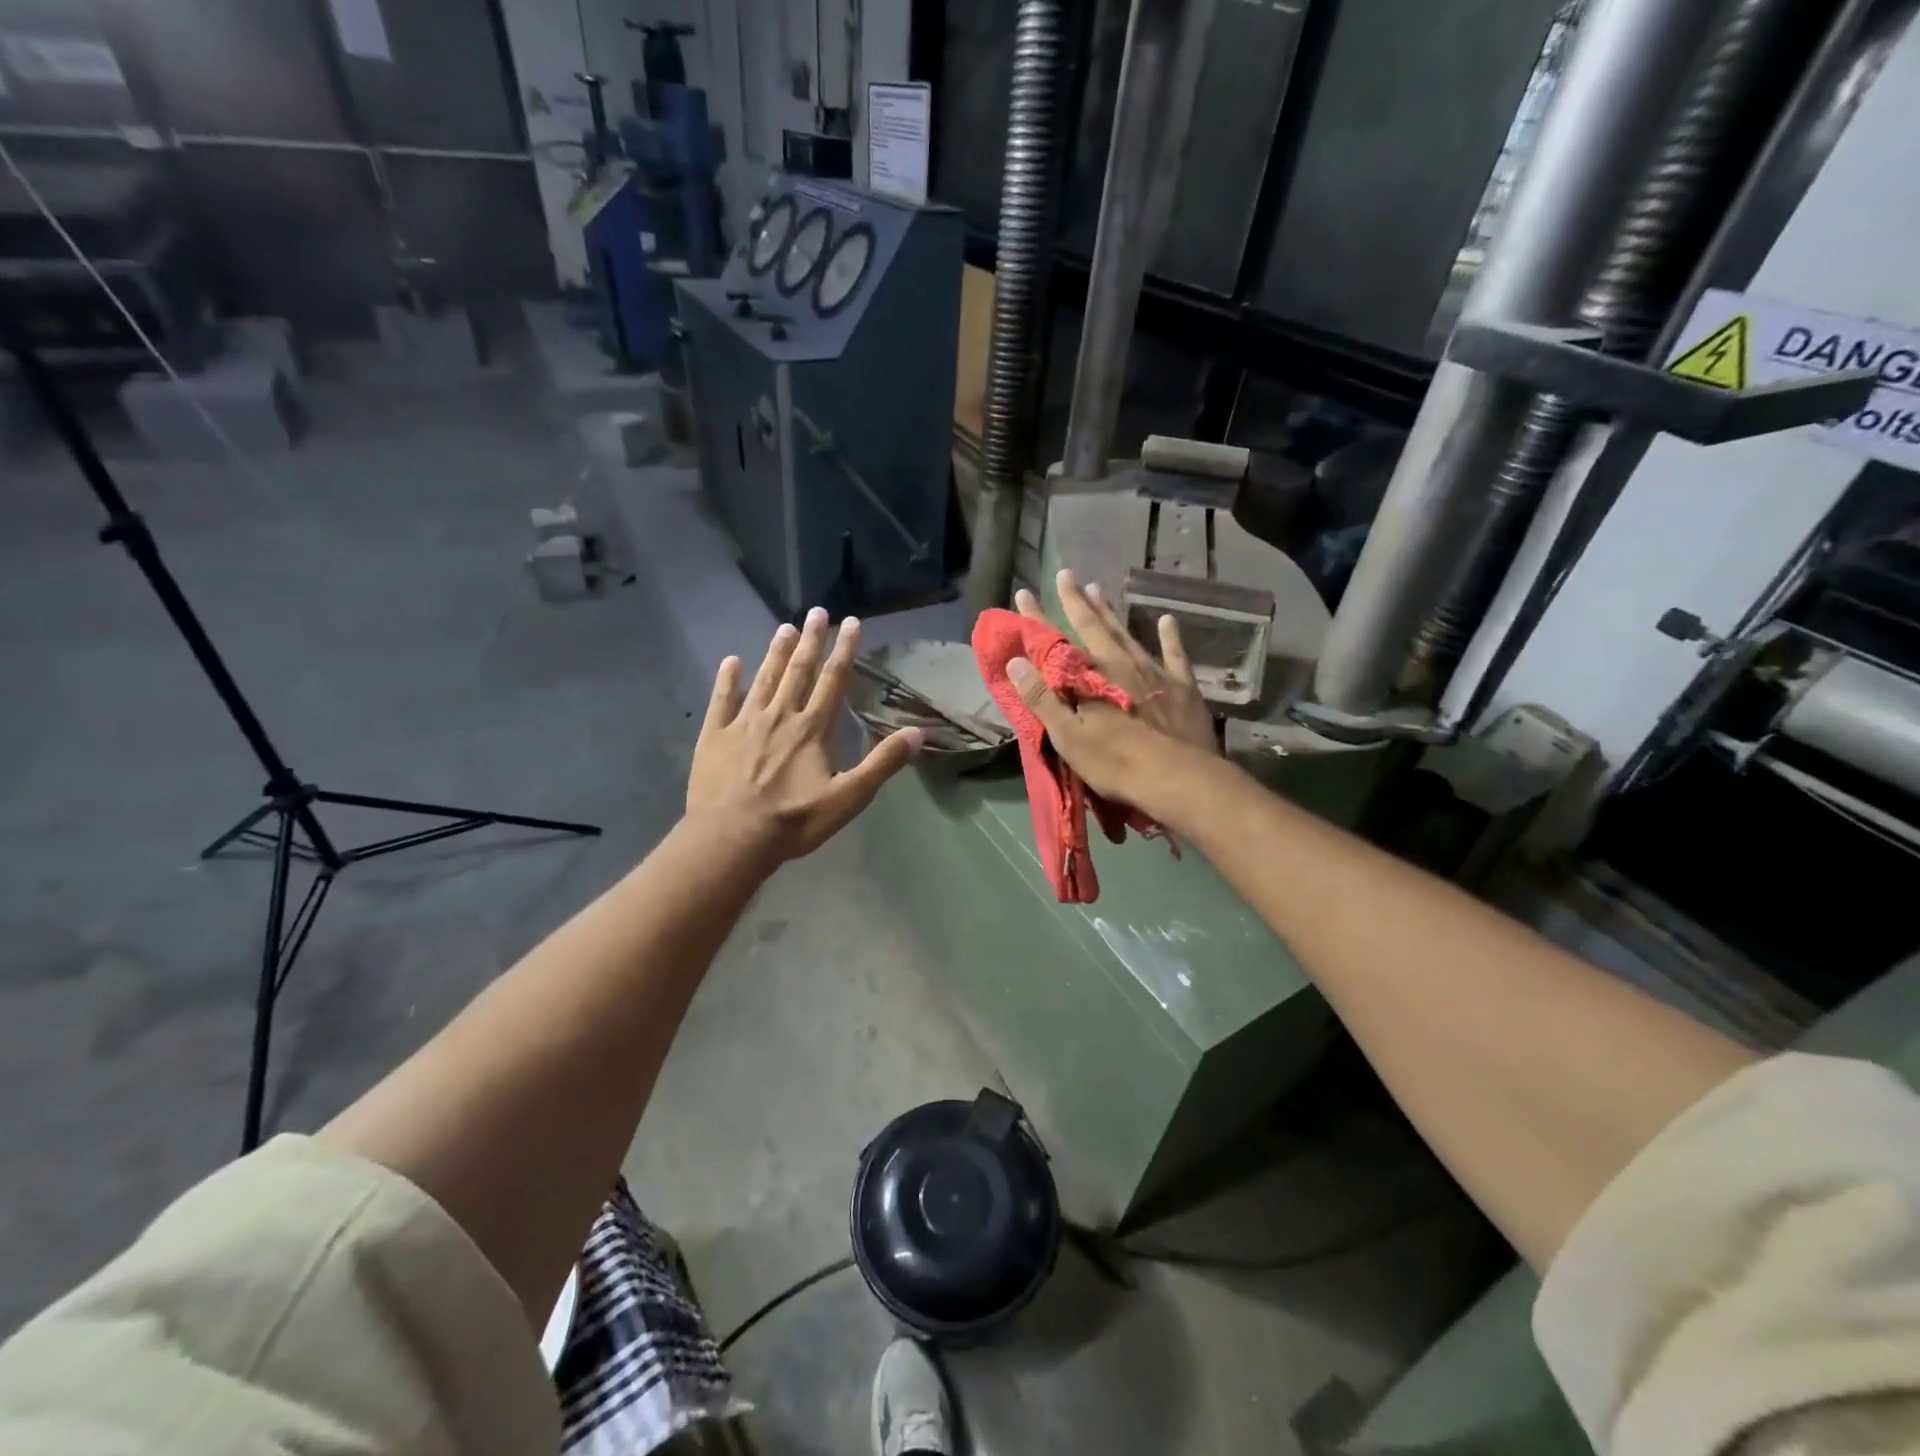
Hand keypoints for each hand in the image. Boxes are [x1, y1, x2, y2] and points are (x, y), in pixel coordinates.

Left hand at [687, 609, 921, 860]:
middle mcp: (780, 716)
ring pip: (764, 679)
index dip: (844, 650)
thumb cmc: (794, 821)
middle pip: (799, 672)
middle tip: (818, 612)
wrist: (732, 839)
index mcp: (812, 730)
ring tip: (785, 627)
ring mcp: (744, 724)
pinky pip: (722, 700)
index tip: (851, 622)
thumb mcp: (849, 799)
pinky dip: (727, 679)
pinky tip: (731, 661)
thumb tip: (917, 733)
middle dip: (811, 640)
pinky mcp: (715, 736)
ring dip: (776, 653)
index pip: (833, 681)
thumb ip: (882, 764)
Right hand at [1008, 569, 1219, 816]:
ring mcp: (1154, 672)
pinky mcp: (1183, 687)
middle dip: (1077, 601)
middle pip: (1094, 626)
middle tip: (1066, 574)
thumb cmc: (1115, 762)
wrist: (1178, 778)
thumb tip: (1016, 661)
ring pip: (1128, 633)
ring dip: (1111, 612)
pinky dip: (1170, 636)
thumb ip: (1042, 698)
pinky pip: (1175, 654)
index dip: (1037, 618)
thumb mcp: (1068, 736)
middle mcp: (1121, 663)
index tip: (1023, 593)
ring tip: (1099, 590)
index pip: (1056, 641)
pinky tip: (1167, 620)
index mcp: (1091, 676)